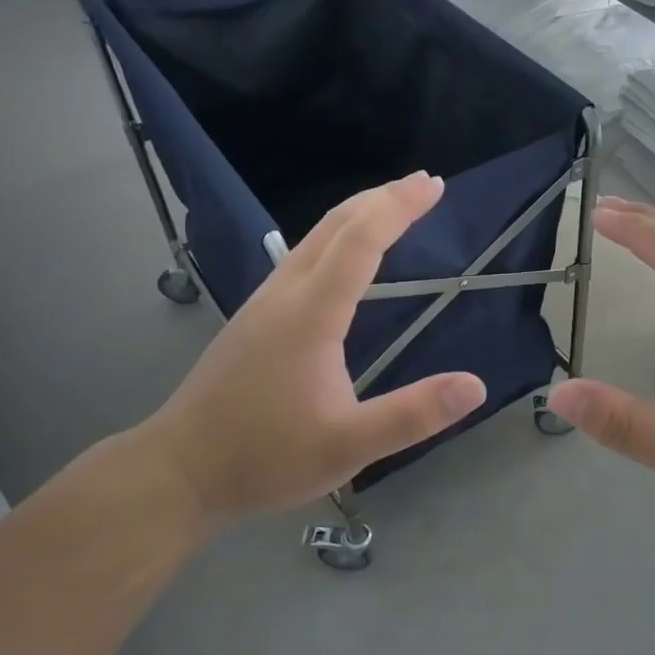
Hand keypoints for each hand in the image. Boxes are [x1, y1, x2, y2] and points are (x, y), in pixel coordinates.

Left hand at [129, 172, 485, 526]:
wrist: (179, 470)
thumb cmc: (265, 457)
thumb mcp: (347, 446)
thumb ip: (412, 416)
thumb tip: (475, 386)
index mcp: (310, 315)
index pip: (360, 242)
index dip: (399, 208)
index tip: (434, 186)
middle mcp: (285, 295)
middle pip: (334, 226)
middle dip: (382, 198)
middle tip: (425, 184)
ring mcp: (264, 303)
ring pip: (314, 238)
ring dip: (358, 214)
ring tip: (393, 207)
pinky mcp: (255, 318)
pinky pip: (303, 257)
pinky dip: (337, 238)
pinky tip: (347, 257)